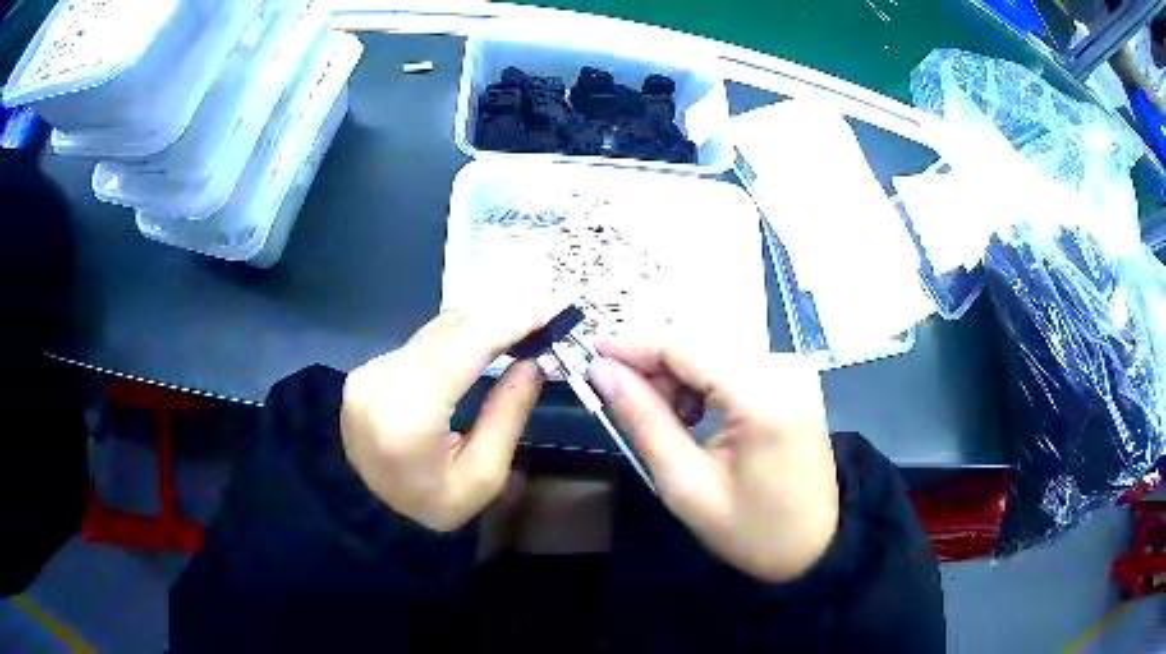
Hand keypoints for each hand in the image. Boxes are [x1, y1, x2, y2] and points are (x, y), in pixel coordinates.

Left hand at [341, 311, 546, 532]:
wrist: (375, 517)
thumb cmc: (435, 505)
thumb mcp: (484, 474)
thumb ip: (508, 414)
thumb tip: (535, 361)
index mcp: (408, 414)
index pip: (465, 347)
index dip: (511, 322)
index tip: (553, 309)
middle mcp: (379, 382)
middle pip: (449, 332)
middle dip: (502, 318)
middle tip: (546, 316)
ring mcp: (367, 373)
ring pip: (434, 332)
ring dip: (480, 324)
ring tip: (523, 325)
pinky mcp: (366, 371)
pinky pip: (420, 343)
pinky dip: (456, 337)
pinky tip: (484, 339)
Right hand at [588, 340, 838, 582]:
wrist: (812, 547)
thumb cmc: (749, 530)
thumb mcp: (685, 485)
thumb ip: (643, 420)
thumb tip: (601, 371)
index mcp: (764, 397)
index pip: (685, 347)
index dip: (632, 344)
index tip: (589, 352)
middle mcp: (785, 368)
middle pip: (700, 344)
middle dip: (654, 366)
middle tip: (621, 400)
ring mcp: (794, 370)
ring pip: (714, 351)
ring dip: (678, 375)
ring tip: (661, 418)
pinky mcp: (794, 379)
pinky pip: (734, 363)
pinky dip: (704, 381)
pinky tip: (693, 414)